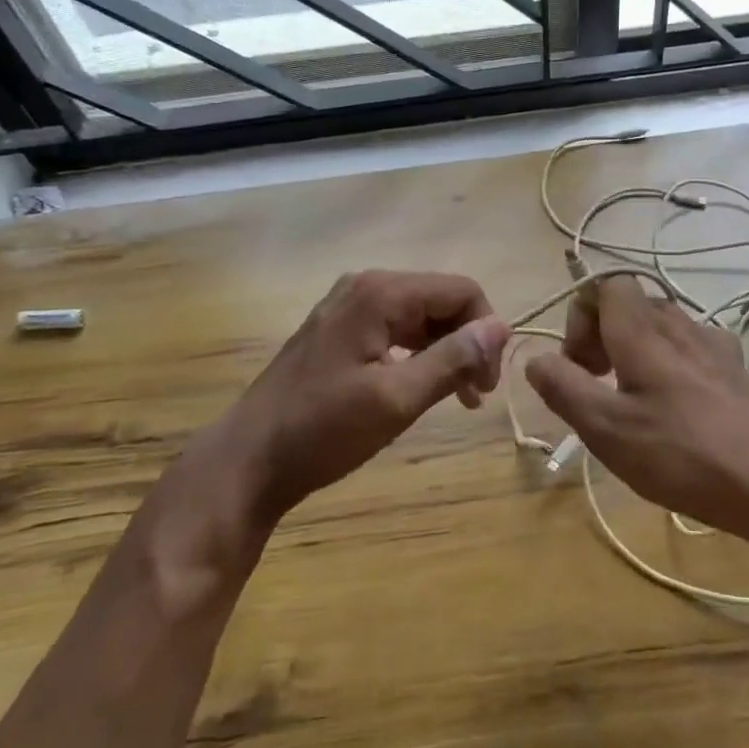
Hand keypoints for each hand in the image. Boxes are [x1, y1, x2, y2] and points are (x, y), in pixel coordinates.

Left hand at [207, 271, 509, 530]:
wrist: (248, 460)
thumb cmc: (323, 430)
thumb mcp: (397, 399)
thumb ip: (452, 359)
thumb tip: (500, 327)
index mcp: (380, 293)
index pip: (461, 291)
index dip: (486, 332)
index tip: (488, 383)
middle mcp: (365, 287)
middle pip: (441, 300)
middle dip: (467, 343)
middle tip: (477, 396)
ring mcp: (348, 307)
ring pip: (421, 317)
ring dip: (447, 352)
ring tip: (460, 398)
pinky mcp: (340, 330)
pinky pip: (396, 330)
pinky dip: (419, 356)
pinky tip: (425, 387)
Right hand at [524, 275, 748, 546]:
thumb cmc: (679, 454)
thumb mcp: (605, 428)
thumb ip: (563, 387)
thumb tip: (536, 358)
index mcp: (643, 330)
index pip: (606, 284)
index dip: (581, 315)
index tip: (579, 364)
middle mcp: (680, 324)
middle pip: (631, 304)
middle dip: (602, 335)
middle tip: (597, 385)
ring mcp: (713, 345)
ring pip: (660, 325)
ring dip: (634, 350)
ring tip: (631, 400)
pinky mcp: (734, 369)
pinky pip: (689, 347)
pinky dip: (668, 364)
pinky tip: (674, 408)